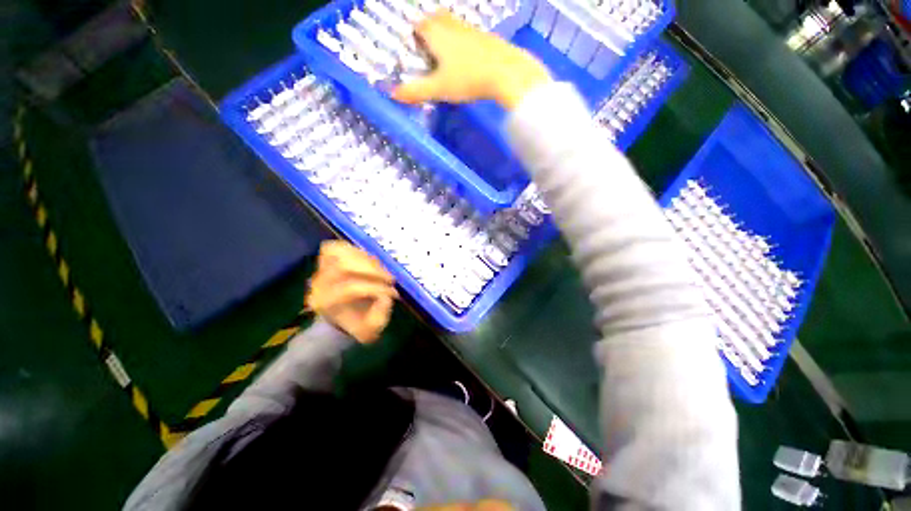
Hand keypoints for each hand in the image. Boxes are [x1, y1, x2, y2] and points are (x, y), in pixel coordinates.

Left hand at [305, 241, 397, 343]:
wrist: (339, 321)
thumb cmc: (357, 325)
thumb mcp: (371, 328)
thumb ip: (380, 313)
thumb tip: (387, 293)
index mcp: (328, 304)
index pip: (351, 288)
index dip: (376, 288)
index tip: (393, 293)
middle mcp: (319, 285)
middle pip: (344, 267)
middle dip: (373, 271)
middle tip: (390, 278)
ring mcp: (320, 271)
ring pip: (341, 254)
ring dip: (368, 260)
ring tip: (381, 270)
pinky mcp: (324, 261)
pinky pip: (336, 247)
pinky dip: (355, 250)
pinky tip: (369, 260)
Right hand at [393, 12, 550, 109]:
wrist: (506, 72)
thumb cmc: (468, 79)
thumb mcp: (439, 88)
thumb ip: (416, 91)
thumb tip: (393, 95)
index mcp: (437, 34)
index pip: (420, 25)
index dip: (415, 33)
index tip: (413, 46)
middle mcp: (453, 26)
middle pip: (436, 18)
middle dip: (429, 28)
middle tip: (428, 46)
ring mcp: (472, 30)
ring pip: (454, 24)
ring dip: (447, 33)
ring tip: (446, 53)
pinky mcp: (487, 38)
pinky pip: (469, 34)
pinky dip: (464, 42)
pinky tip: (467, 58)